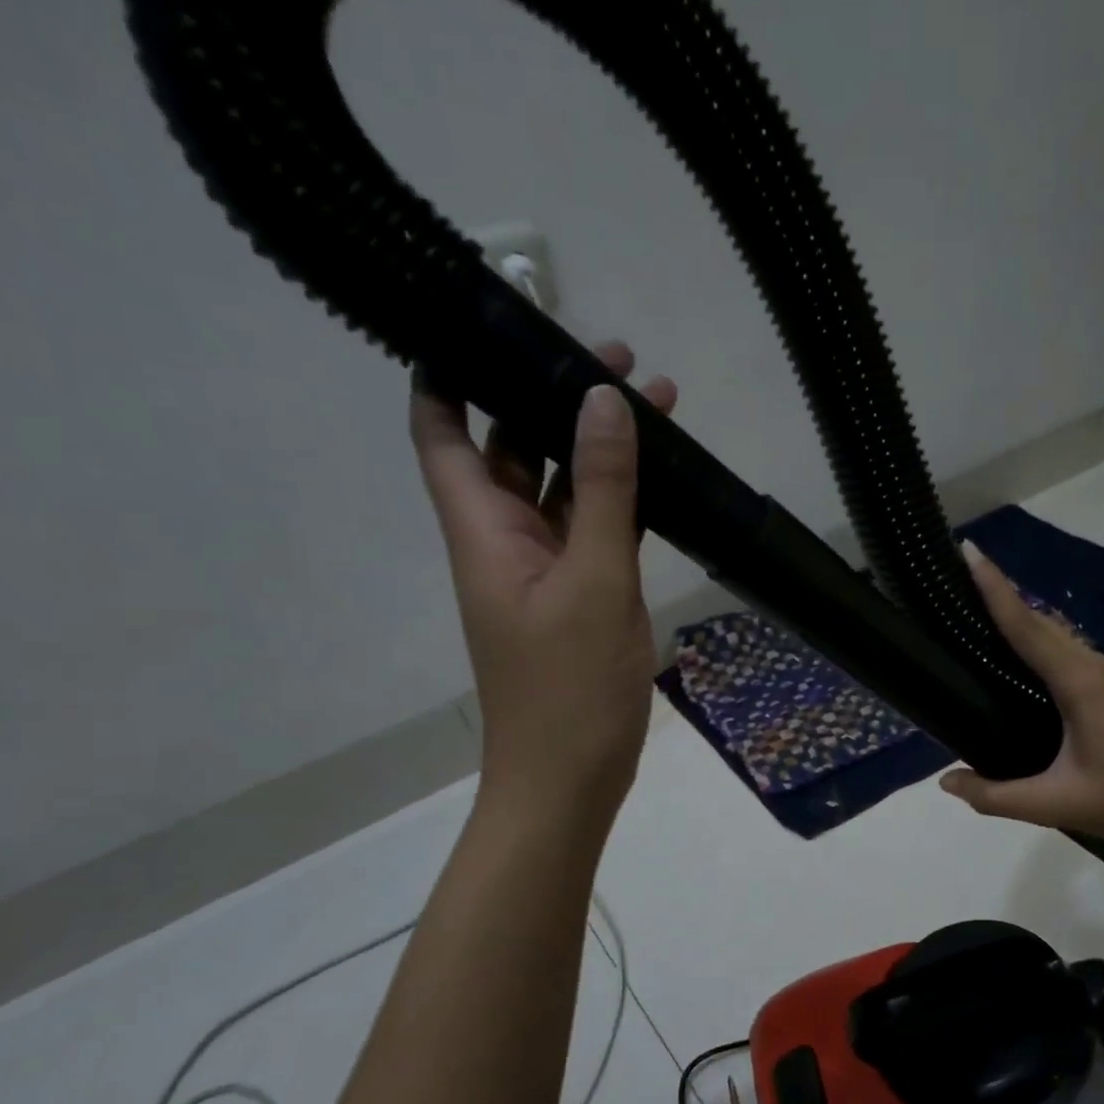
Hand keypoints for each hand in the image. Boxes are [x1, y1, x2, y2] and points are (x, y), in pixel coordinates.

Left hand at [410, 342, 676, 827]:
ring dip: (599, 449)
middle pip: (513, 448)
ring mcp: (546, 572)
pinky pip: (595, 531)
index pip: (441, 432)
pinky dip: (621, 500)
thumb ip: (604, 492)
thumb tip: (602, 400)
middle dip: (552, 398)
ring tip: (656, 402)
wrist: (570, 780)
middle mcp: (506, 541)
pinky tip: (661, 477)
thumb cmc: (570, 689)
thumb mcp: (596, 582)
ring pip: (564, 490)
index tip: (487, 323)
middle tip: (614, 357)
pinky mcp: (581, 598)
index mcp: (484, 531)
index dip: (449, 373)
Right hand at [938, 543, 1103, 850]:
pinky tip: (1027, 661)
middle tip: (962, 576)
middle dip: (1003, 595)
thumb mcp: (1055, 805)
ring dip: (1024, 619)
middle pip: (1042, 623)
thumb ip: (994, 796)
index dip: (994, 589)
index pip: (1027, 628)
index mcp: (1081, 684)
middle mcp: (1098, 669)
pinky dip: (1042, 643)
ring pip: (1060, 637)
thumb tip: (946, 782)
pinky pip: (1073, 655)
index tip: (969, 551)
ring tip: (984, 613)